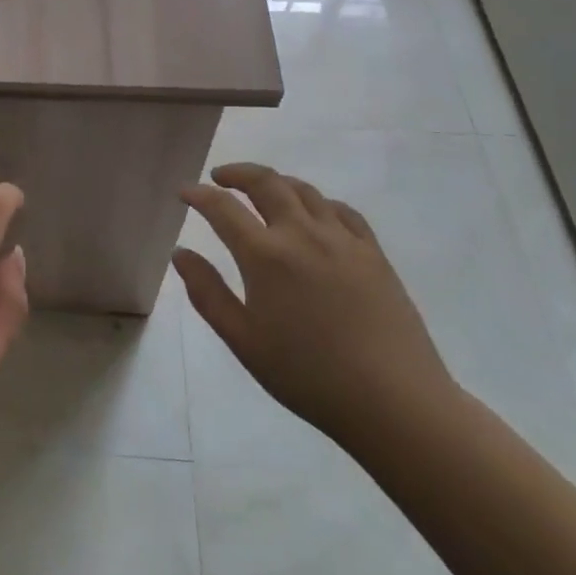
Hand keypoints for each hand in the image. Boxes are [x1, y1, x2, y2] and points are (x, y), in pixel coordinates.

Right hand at [174, 162, 455, 445]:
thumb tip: (181, 253)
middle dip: (237, 173)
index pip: (222, 208)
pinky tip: (314, 214)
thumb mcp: (244, 341)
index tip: (184, 191)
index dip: (198, 194)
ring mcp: (342, 239)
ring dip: (275, 182)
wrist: (394, 401)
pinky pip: (341, 210)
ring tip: (262, 191)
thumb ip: (207, 293)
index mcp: (265, 256)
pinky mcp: (373, 253)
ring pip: (303, 190)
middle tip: (219, 177)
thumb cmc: (308, 376)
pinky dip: (317, 202)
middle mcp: (301, 234)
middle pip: (265, 182)